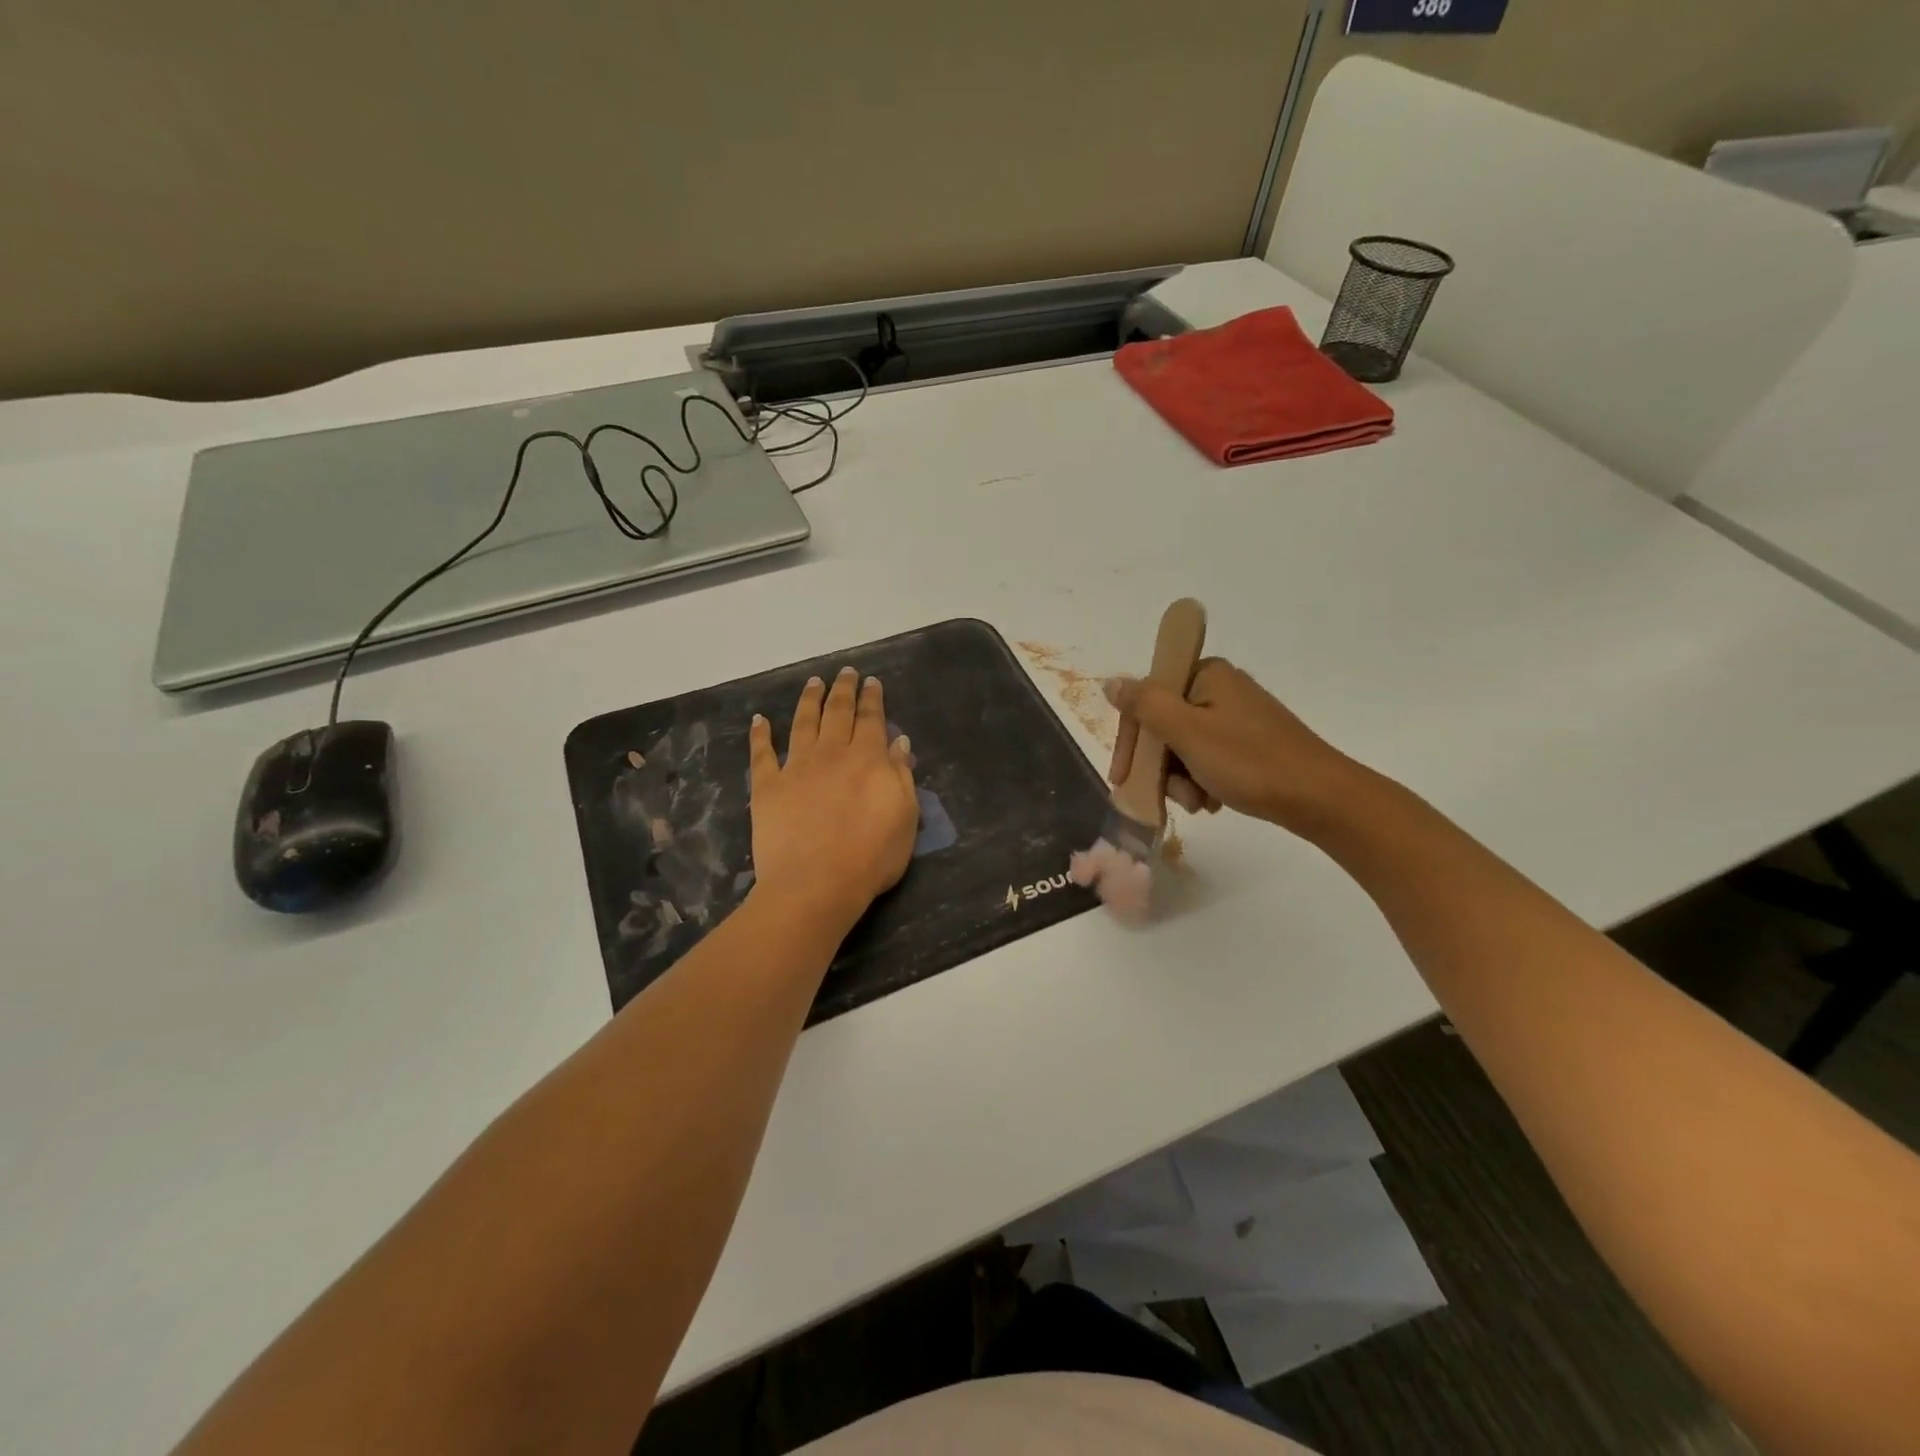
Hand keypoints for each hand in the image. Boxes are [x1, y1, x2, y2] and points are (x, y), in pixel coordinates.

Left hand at [749, 667, 918, 932]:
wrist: (816, 884)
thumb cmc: (871, 857)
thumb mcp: (905, 817)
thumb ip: (901, 776)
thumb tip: (899, 742)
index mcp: (867, 759)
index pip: (871, 719)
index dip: (872, 698)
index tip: (872, 681)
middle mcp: (831, 754)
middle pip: (837, 713)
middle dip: (843, 690)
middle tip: (845, 672)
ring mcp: (796, 768)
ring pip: (803, 723)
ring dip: (808, 700)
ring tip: (813, 682)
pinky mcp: (767, 787)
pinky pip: (762, 754)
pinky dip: (760, 734)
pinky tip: (759, 719)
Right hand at [1106, 658, 1363, 837]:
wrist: (1320, 798)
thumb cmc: (1249, 762)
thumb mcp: (1187, 732)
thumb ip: (1145, 704)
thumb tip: (1111, 682)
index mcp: (1206, 674)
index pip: (1147, 701)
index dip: (1131, 741)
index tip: (1123, 779)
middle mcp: (1219, 688)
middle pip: (1164, 727)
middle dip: (1161, 767)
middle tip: (1169, 797)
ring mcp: (1236, 716)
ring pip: (1183, 747)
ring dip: (1180, 780)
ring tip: (1198, 803)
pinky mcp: (1249, 742)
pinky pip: (1207, 758)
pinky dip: (1201, 781)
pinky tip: (1212, 802)